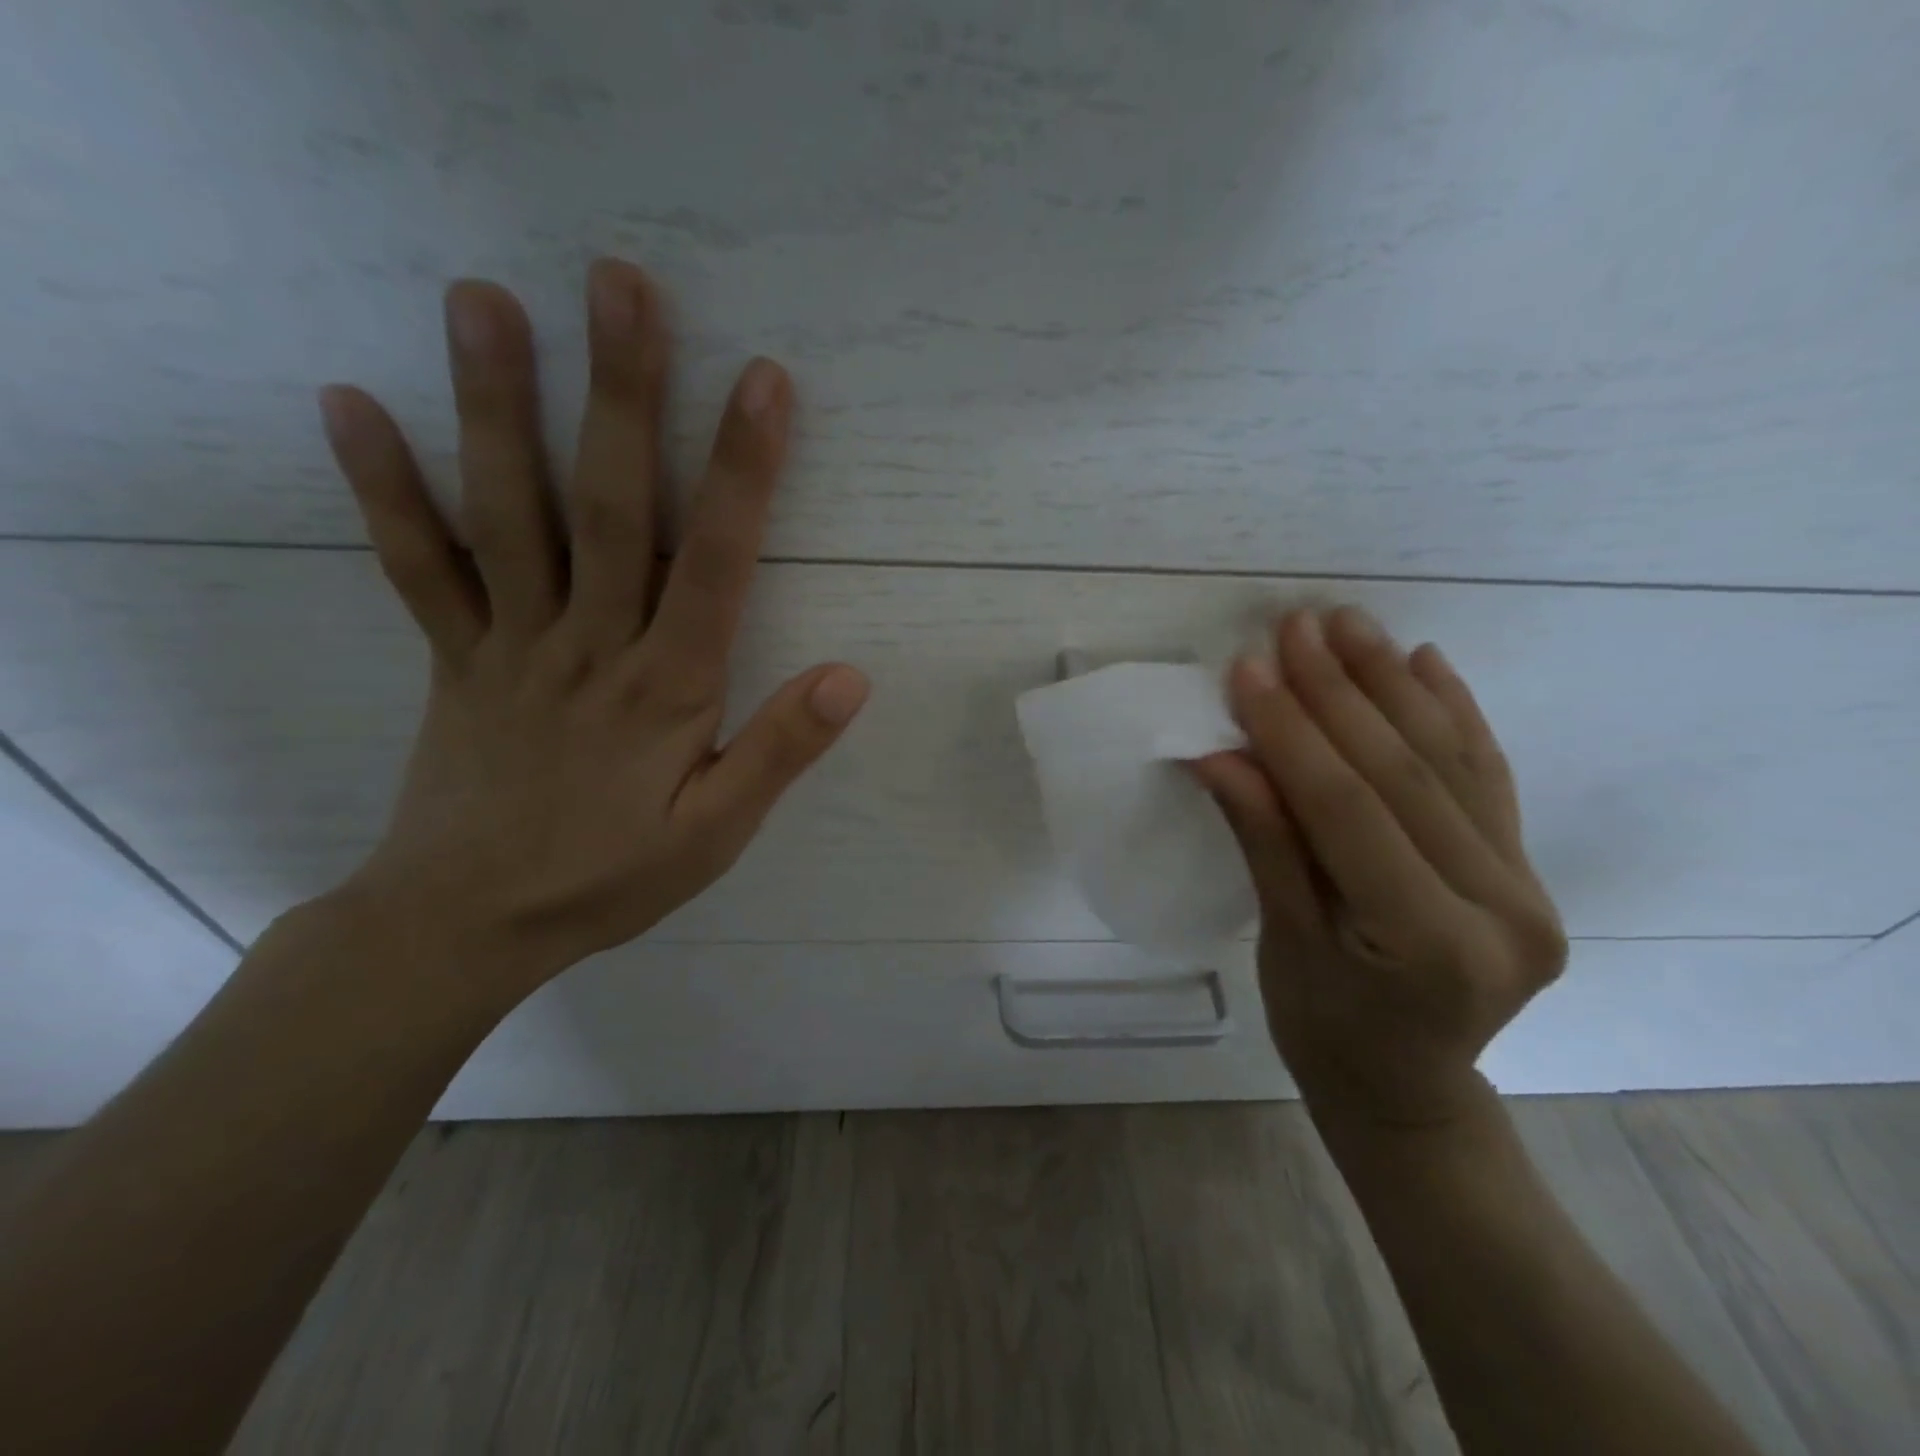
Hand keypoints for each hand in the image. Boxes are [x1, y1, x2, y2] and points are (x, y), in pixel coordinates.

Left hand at [316, 259, 867, 993]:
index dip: (742, 471)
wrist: (467, 926)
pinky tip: (354, 405)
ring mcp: (510, 643)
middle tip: (620, 284)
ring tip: (484, 300)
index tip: (764, 381)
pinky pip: (418, 567)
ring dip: (496, 406)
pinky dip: (384, 489)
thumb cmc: (610, 878)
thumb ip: (779, 751)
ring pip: (506, 516)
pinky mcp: (454, 658)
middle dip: (621, 394)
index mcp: (666, 687)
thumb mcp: (716, 833)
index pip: (714, 562)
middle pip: (609, 508)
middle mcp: (588, 644)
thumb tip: (849, 676)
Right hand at [1195, 607, 1565, 1126]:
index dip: (1292, 735)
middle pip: (1405, 776)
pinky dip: (1456, 713)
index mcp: (1433, 945)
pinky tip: (1427, 662)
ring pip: (1452, 763)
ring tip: (1349, 624)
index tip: (1247, 671)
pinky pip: (1487, 777)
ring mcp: (1528, 887)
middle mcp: (1502, 910)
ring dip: (1393, 685)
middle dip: (1340, 694)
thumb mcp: (1282, 944)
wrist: (1406, 1088)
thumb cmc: (1325, 1031)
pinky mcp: (1526, 871)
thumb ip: (1265, 842)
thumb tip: (1222, 754)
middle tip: (1294, 626)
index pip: (1349, 811)